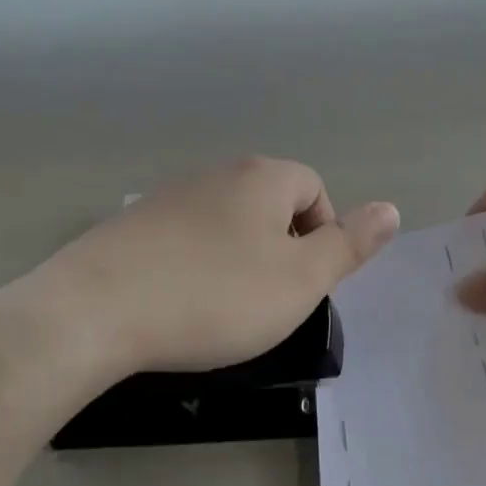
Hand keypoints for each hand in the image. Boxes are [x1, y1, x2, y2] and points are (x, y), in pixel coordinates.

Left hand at [24, 157, 398, 380]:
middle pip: (270, 205)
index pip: (313, 190)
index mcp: (263, 178)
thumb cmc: (215, 295)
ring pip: (226, 224)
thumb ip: (350, 245)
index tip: (302, 283)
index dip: (321, 237)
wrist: (95, 311)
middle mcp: (217, 174)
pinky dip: (194, 267)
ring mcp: (169, 196)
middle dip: (280, 249)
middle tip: (268, 301)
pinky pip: (184, 240)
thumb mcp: (300, 280)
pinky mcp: (132, 226)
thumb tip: (390, 209)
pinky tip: (177, 304)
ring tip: (222, 308)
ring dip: (237, 259)